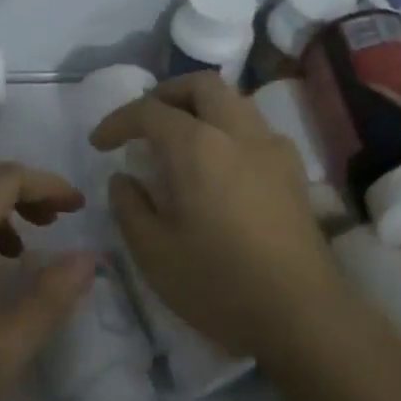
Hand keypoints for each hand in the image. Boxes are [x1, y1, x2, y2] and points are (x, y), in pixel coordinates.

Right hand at [90, 73, 353, 368]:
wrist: (301, 315)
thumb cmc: (218, 283)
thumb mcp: (153, 252)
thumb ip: (130, 206)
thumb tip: (124, 179)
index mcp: (199, 147)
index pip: (150, 111)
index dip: (118, 121)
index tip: (99, 144)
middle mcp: (239, 134)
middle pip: (203, 86)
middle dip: (166, 94)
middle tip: (143, 123)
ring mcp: (273, 150)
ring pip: (235, 102)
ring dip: (201, 108)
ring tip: (178, 141)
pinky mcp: (294, 173)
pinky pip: (256, 129)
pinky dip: (228, 130)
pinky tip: (218, 167)